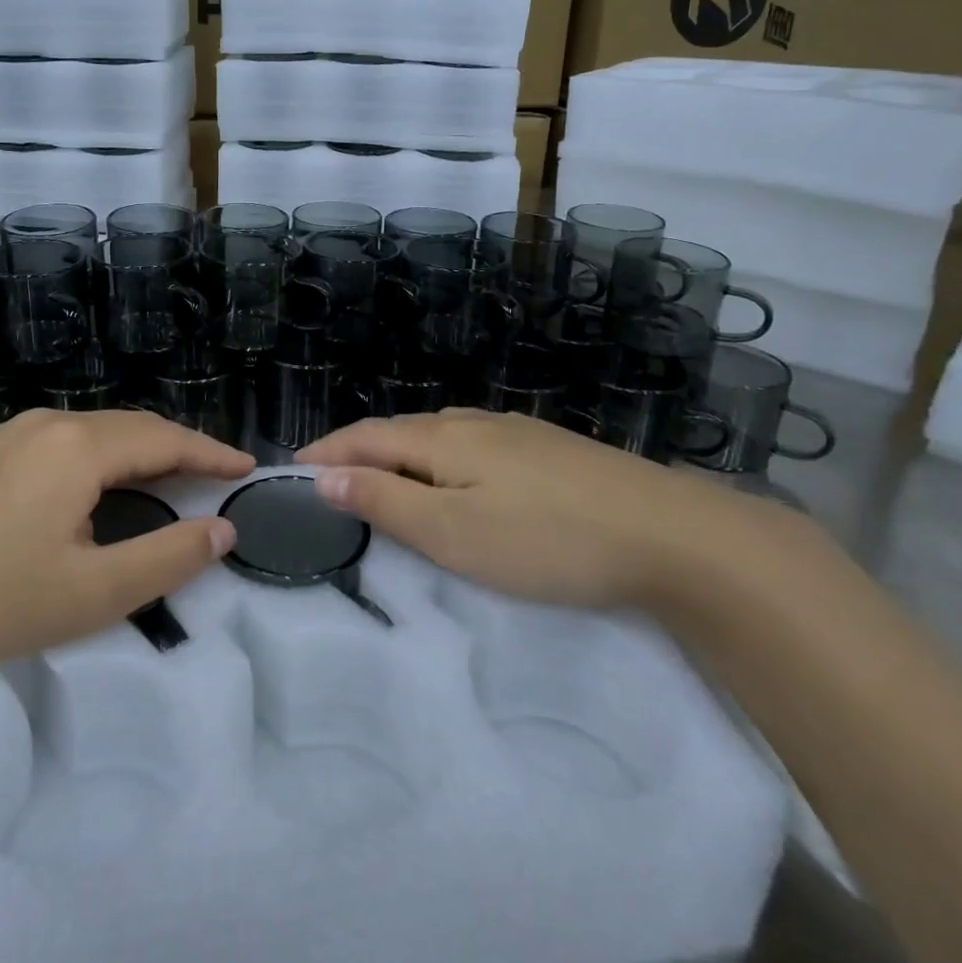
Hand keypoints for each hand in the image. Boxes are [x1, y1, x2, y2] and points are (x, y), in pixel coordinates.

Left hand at [0, 410, 250, 696]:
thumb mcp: (92, 593)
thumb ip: (168, 558)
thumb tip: (221, 529)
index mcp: (79, 446)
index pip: (165, 439)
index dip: (211, 454)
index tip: (246, 468)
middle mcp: (47, 423)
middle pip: (131, 427)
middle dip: (178, 449)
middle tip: (213, 476)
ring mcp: (7, 434)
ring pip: (93, 433)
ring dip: (136, 453)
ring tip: (164, 481)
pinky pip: (59, 443)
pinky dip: (98, 459)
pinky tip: (94, 488)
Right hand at [297, 408, 741, 610]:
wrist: (670, 533)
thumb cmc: (546, 539)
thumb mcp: (453, 532)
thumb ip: (386, 501)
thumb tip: (325, 476)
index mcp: (443, 438)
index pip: (366, 437)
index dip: (326, 451)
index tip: (291, 466)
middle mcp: (474, 422)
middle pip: (401, 429)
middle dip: (359, 449)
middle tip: (330, 475)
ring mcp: (517, 431)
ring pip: (440, 434)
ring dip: (400, 452)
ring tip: (383, 474)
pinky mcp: (549, 449)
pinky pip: (474, 444)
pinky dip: (441, 458)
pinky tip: (457, 475)